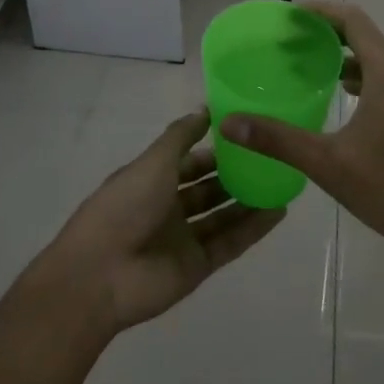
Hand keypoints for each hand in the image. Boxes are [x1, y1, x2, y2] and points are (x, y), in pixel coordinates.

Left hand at [39, 110, 285, 332]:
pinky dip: (253, 229)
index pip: (189, 161)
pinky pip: (230, 243)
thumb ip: (180, 136)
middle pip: (207, 189)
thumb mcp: (153, 161)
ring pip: (222, 215)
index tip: (246, 134)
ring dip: (248, 200)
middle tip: (271, 158)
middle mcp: (168, 207)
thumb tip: (205, 109)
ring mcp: (183, 238)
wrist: (101, 274)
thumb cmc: (125, 206)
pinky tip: (278, 212)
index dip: (214, 149)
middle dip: (235, 175)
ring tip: (282, 182)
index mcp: (152, 180)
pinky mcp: (198, 266)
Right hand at [221, 1, 383, 276]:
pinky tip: (337, 101)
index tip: (287, 16)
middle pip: (363, 37)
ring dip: (342, 57)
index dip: (320, 11)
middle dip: (325, 34)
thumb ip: (278, 139)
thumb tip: (228, 123)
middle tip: (286, 42)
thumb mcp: (330, 164)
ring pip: (375, 62)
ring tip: (304, 67)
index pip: (352, 20)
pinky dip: (358, 80)